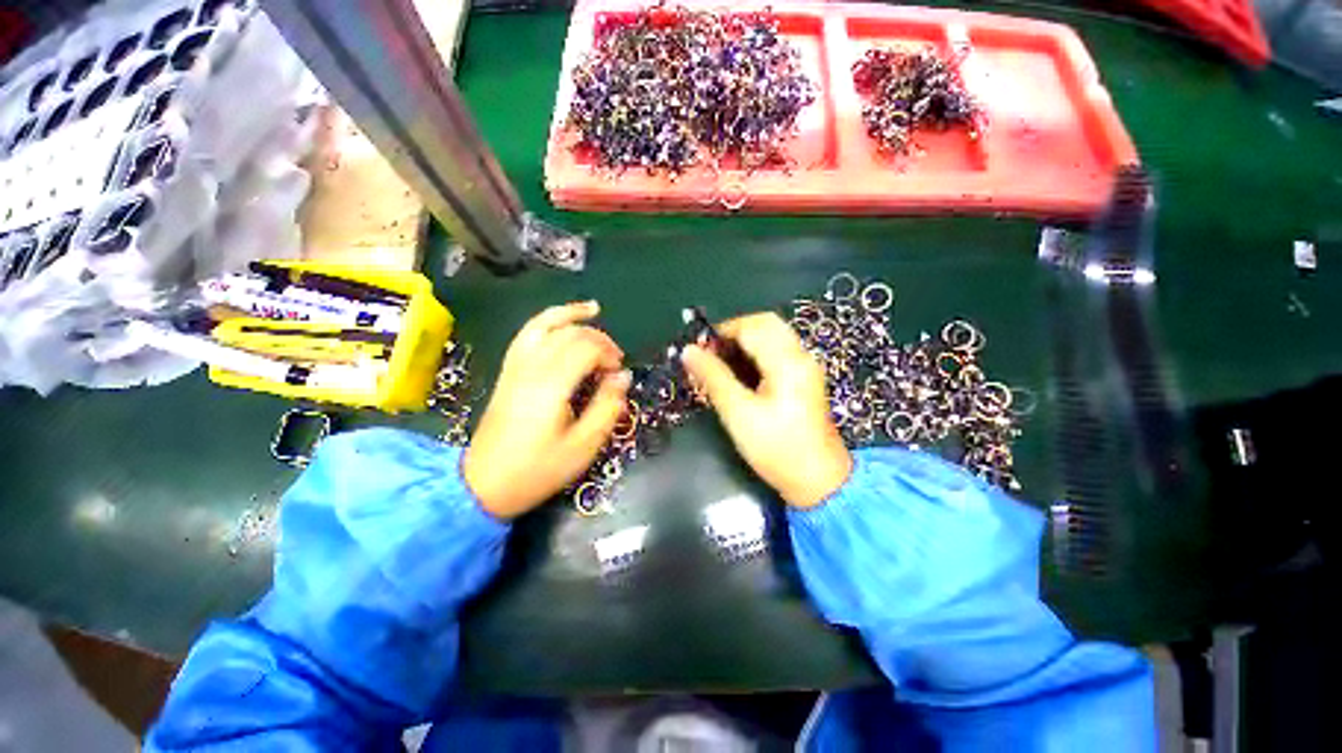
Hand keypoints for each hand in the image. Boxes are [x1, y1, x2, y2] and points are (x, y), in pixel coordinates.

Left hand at [463, 301, 630, 517]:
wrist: (483, 484)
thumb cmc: (538, 470)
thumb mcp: (583, 447)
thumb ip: (607, 408)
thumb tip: (623, 377)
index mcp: (551, 386)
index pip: (586, 349)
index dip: (609, 355)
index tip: (618, 375)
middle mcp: (531, 368)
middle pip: (569, 334)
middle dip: (599, 340)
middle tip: (614, 361)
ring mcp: (515, 366)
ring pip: (544, 325)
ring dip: (571, 316)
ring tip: (594, 310)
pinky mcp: (508, 371)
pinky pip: (527, 334)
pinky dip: (546, 321)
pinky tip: (561, 320)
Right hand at [682, 313, 851, 507]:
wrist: (818, 481)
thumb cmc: (776, 449)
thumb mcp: (738, 414)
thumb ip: (713, 377)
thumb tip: (688, 351)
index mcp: (787, 361)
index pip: (751, 327)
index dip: (721, 332)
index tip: (697, 350)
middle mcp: (800, 356)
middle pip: (765, 324)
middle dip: (733, 333)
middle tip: (710, 355)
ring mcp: (805, 367)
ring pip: (772, 337)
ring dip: (744, 342)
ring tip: (719, 364)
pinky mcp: (803, 379)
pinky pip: (777, 352)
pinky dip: (755, 354)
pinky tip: (739, 374)